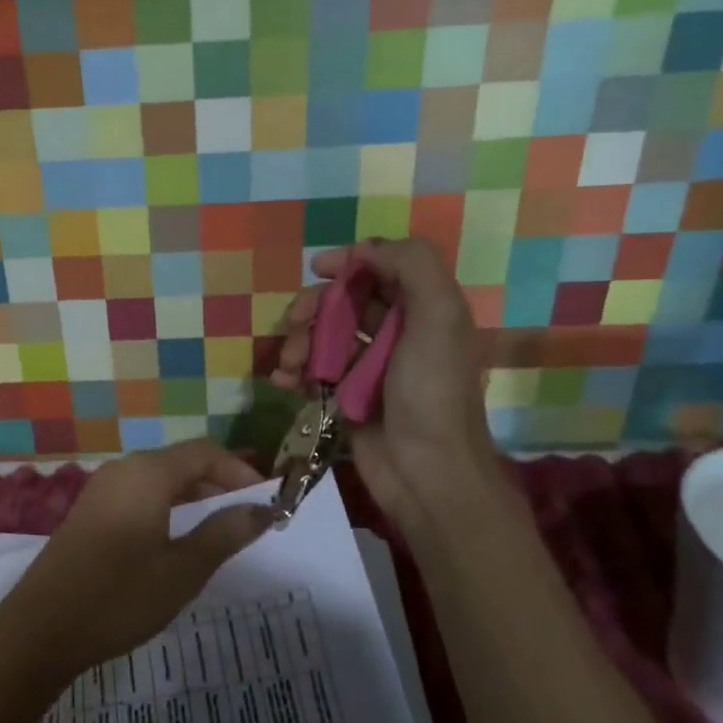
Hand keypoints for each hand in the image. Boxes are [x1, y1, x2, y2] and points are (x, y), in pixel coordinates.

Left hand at [0, 440, 272, 679]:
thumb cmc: (118, 597)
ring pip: (160, 480)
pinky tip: (177, 539)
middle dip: (219, 483)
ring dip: (194, 497)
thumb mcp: (182, 570)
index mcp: (147, 473)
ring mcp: (102, 490)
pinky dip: (168, 507)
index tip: (267, 500)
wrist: (39, 630)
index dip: (240, 471)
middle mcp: (124, 470)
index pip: (205, 452)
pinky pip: (140, 495)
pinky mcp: (90, 513)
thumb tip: (262, 510)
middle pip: (182, 462)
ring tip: (221, 528)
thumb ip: (223, 534)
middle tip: (250, 515)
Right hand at [271, 238, 501, 530]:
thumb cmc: (431, 392)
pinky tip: (284, 382)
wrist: (426, 473)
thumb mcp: (438, 318)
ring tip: (288, 364)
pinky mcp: (347, 398)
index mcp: (424, 310)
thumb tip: (366, 250)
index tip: (318, 269)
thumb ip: (414, 266)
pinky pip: (314, 372)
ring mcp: (370, 368)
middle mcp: (398, 334)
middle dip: (314, 307)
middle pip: (345, 302)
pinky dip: (295, 372)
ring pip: (323, 337)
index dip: (350, 263)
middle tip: (294, 322)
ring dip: (299, 342)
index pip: (382, 269)